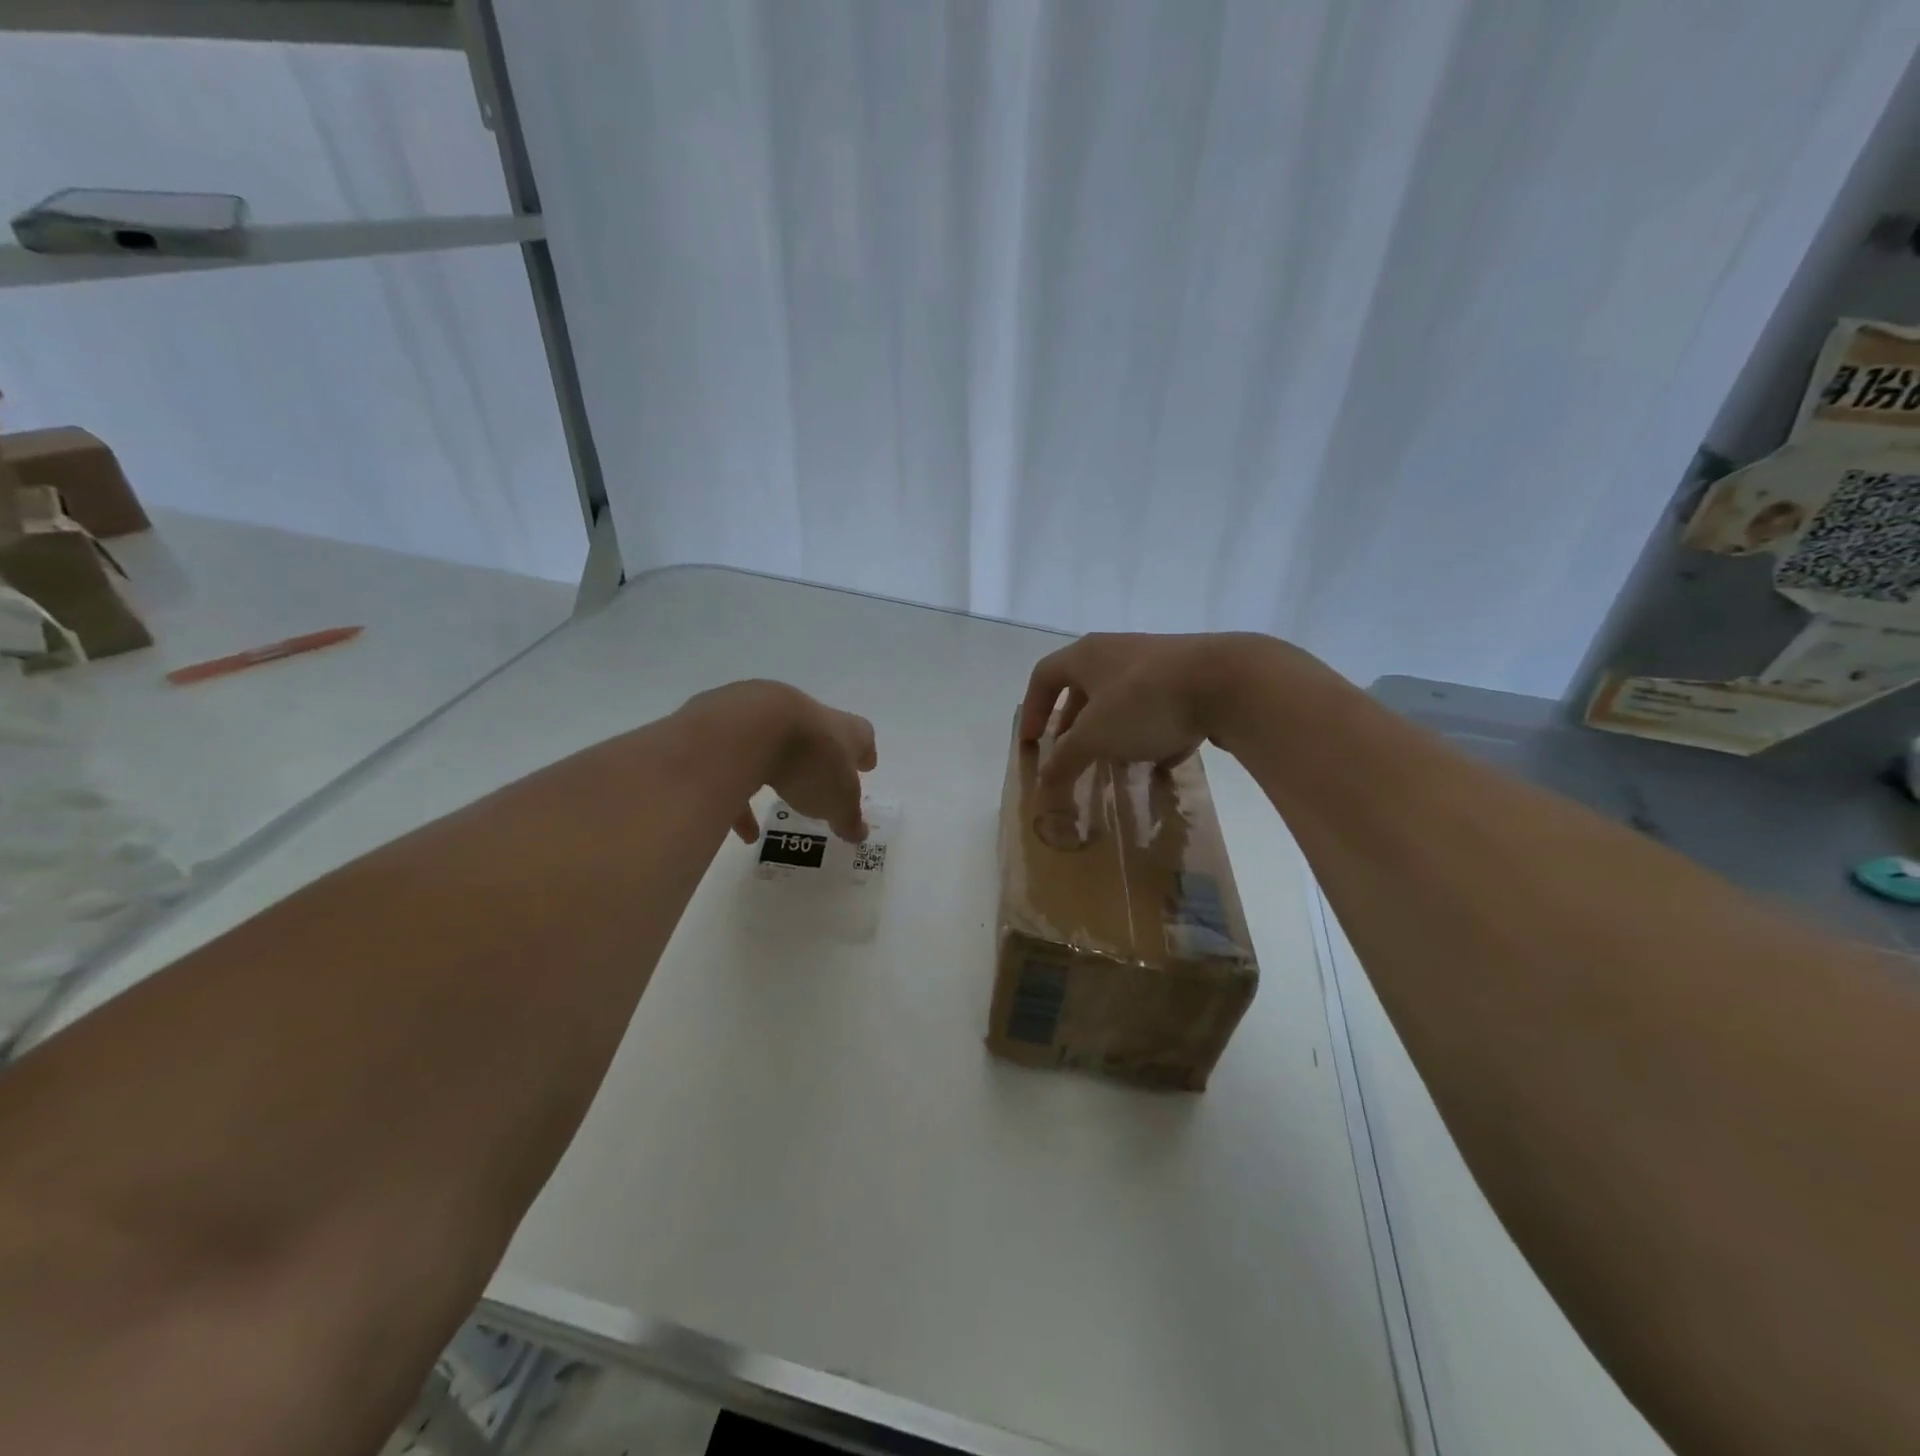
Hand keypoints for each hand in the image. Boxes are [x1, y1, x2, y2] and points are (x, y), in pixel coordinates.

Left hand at [681, 680, 876, 842]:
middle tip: (823, 779)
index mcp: (842, 729)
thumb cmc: (810, 762)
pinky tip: (742, 828)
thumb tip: (859, 833)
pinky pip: (738, 763)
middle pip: (819, 734)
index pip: (862, 736)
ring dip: (779, 774)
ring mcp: (765, 716)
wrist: (747, 729)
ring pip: (776, 747)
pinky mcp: (728, 726)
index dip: (864, 753)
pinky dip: (741, 793)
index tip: (866, 766)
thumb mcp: (838, 800)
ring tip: (778, 806)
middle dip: (821, 758)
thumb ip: (848, 818)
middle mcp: (807, 715)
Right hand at [1018, 633, 1271, 788]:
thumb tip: (1044, 783)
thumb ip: (1065, 760)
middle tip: (1070, 754)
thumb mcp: (1094, 737)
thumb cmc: (1144, 702)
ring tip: (1114, 762)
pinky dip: (1153, 733)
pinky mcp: (1192, 678)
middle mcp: (1118, 651)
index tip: (1031, 743)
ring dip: (1113, 731)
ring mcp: (1158, 662)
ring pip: (1123, 698)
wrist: (1229, 681)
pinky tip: (1162, 761)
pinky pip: (1160, 707)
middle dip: (1074, 724)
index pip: (1044, 676)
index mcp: (1087, 655)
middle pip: (1084, 687)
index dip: (1032, 710)